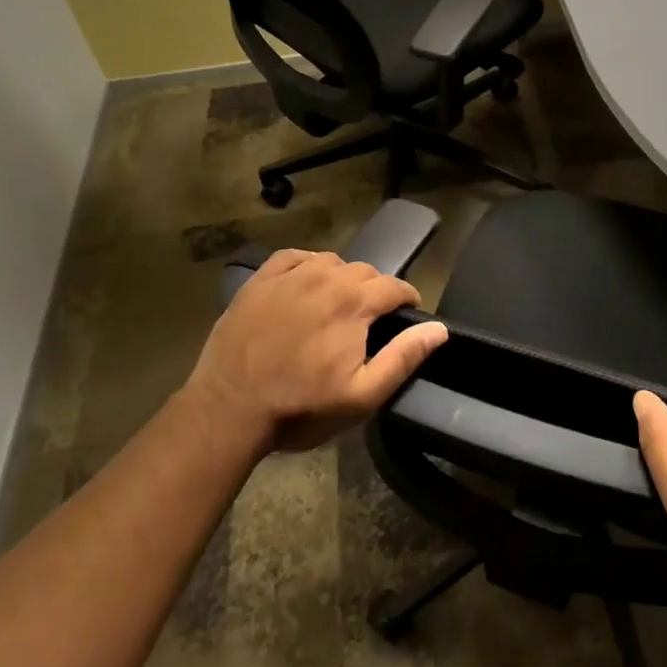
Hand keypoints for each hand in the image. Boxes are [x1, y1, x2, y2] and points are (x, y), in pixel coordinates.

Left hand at [186, 249, 447, 454]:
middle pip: (365, 271)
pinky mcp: (260, 279)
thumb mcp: (361, 395)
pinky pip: (295, 257)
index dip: (406, 299)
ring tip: (335, 303)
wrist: (229, 409)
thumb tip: (438, 328)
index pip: (395, 286)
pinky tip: (304, 284)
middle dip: (374, 291)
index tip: (405, 314)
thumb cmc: (301, 407)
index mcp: (355, 302)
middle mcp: (327, 277)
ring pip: (331, 261)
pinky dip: (307, 265)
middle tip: (367, 320)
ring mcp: (290, 275)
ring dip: (341, 277)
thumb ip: (403, 357)